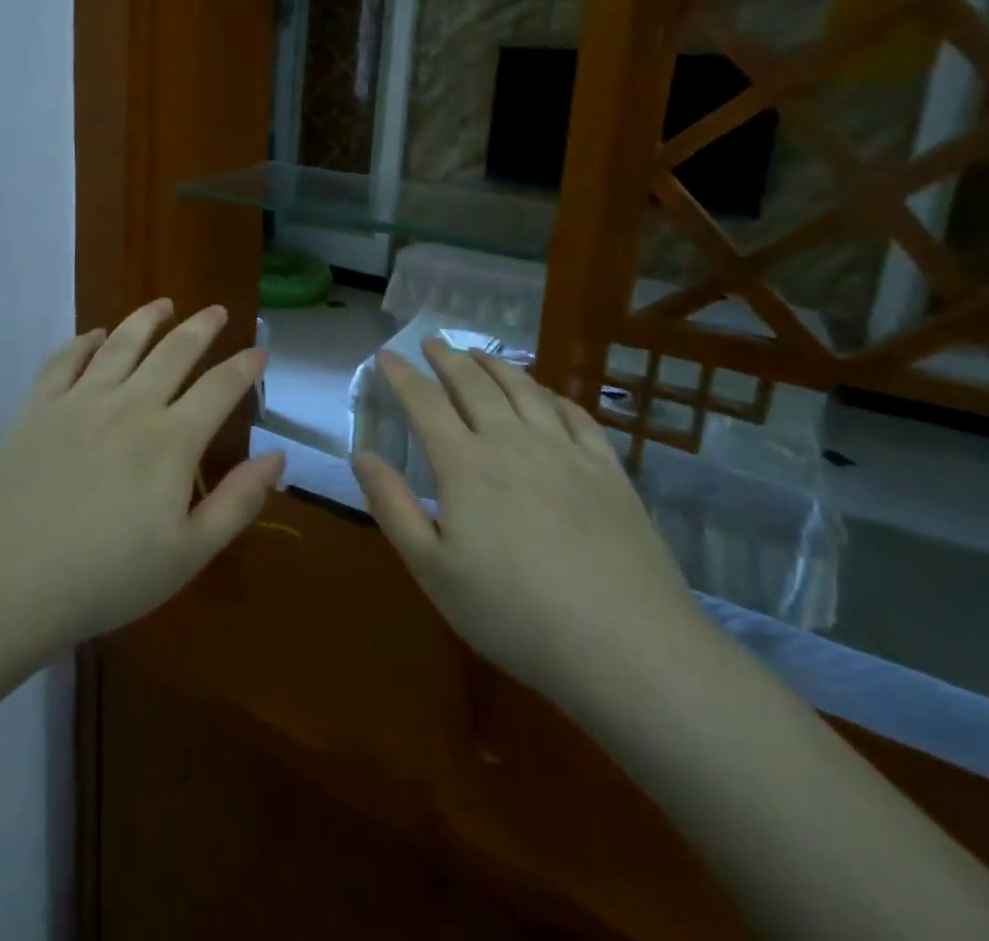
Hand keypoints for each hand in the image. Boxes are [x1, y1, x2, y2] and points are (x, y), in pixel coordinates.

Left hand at [0, 299, 282, 649]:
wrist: (10, 581)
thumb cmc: (108, 576)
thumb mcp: (189, 553)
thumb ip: (238, 501)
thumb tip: (277, 456)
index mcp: (171, 440)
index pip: (219, 388)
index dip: (244, 367)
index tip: (260, 352)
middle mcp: (130, 405)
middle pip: (174, 352)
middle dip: (202, 328)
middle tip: (216, 311)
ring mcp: (80, 401)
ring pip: (121, 344)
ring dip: (147, 320)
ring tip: (164, 304)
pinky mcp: (38, 407)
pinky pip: (65, 360)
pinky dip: (84, 341)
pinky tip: (95, 335)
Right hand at [351, 341, 702, 706]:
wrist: (626, 646)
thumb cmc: (513, 614)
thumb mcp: (432, 569)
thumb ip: (392, 506)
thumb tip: (362, 454)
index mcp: (465, 464)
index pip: (424, 403)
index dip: (402, 375)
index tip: (386, 354)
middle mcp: (513, 442)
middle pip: (474, 384)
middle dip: (448, 358)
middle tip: (432, 342)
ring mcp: (565, 452)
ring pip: (525, 390)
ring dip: (496, 365)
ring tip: (479, 353)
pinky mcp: (607, 470)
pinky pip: (575, 415)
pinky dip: (552, 395)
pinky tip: (547, 395)